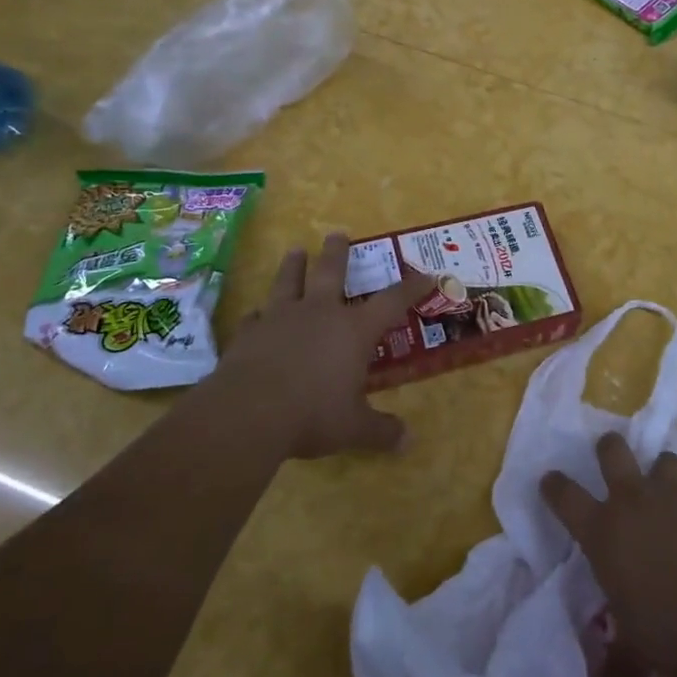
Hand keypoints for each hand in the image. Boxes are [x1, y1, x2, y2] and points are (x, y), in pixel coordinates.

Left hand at [215, 234, 434, 460]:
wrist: (248, 412)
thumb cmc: (313, 414)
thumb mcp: (354, 427)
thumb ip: (381, 431)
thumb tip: (408, 443)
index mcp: (353, 330)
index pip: (392, 301)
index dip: (411, 287)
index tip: (427, 274)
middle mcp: (320, 313)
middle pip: (331, 272)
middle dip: (337, 252)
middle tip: (337, 233)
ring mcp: (281, 318)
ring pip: (290, 282)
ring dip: (294, 265)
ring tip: (295, 251)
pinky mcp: (249, 333)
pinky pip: (256, 317)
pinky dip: (260, 314)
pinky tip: (257, 314)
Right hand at [542, 433, 676, 676]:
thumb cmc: (669, 628)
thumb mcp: (636, 653)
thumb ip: (618, 665)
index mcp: (602, 531)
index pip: (566, 497)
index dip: (554, 486)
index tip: (550, 480)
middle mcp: (632, 501)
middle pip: (612, 451)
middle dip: (608, 448)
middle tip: (609, 454)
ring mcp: (673, 495)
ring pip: (661, 458)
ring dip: (660, 470)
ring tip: (665, 487)